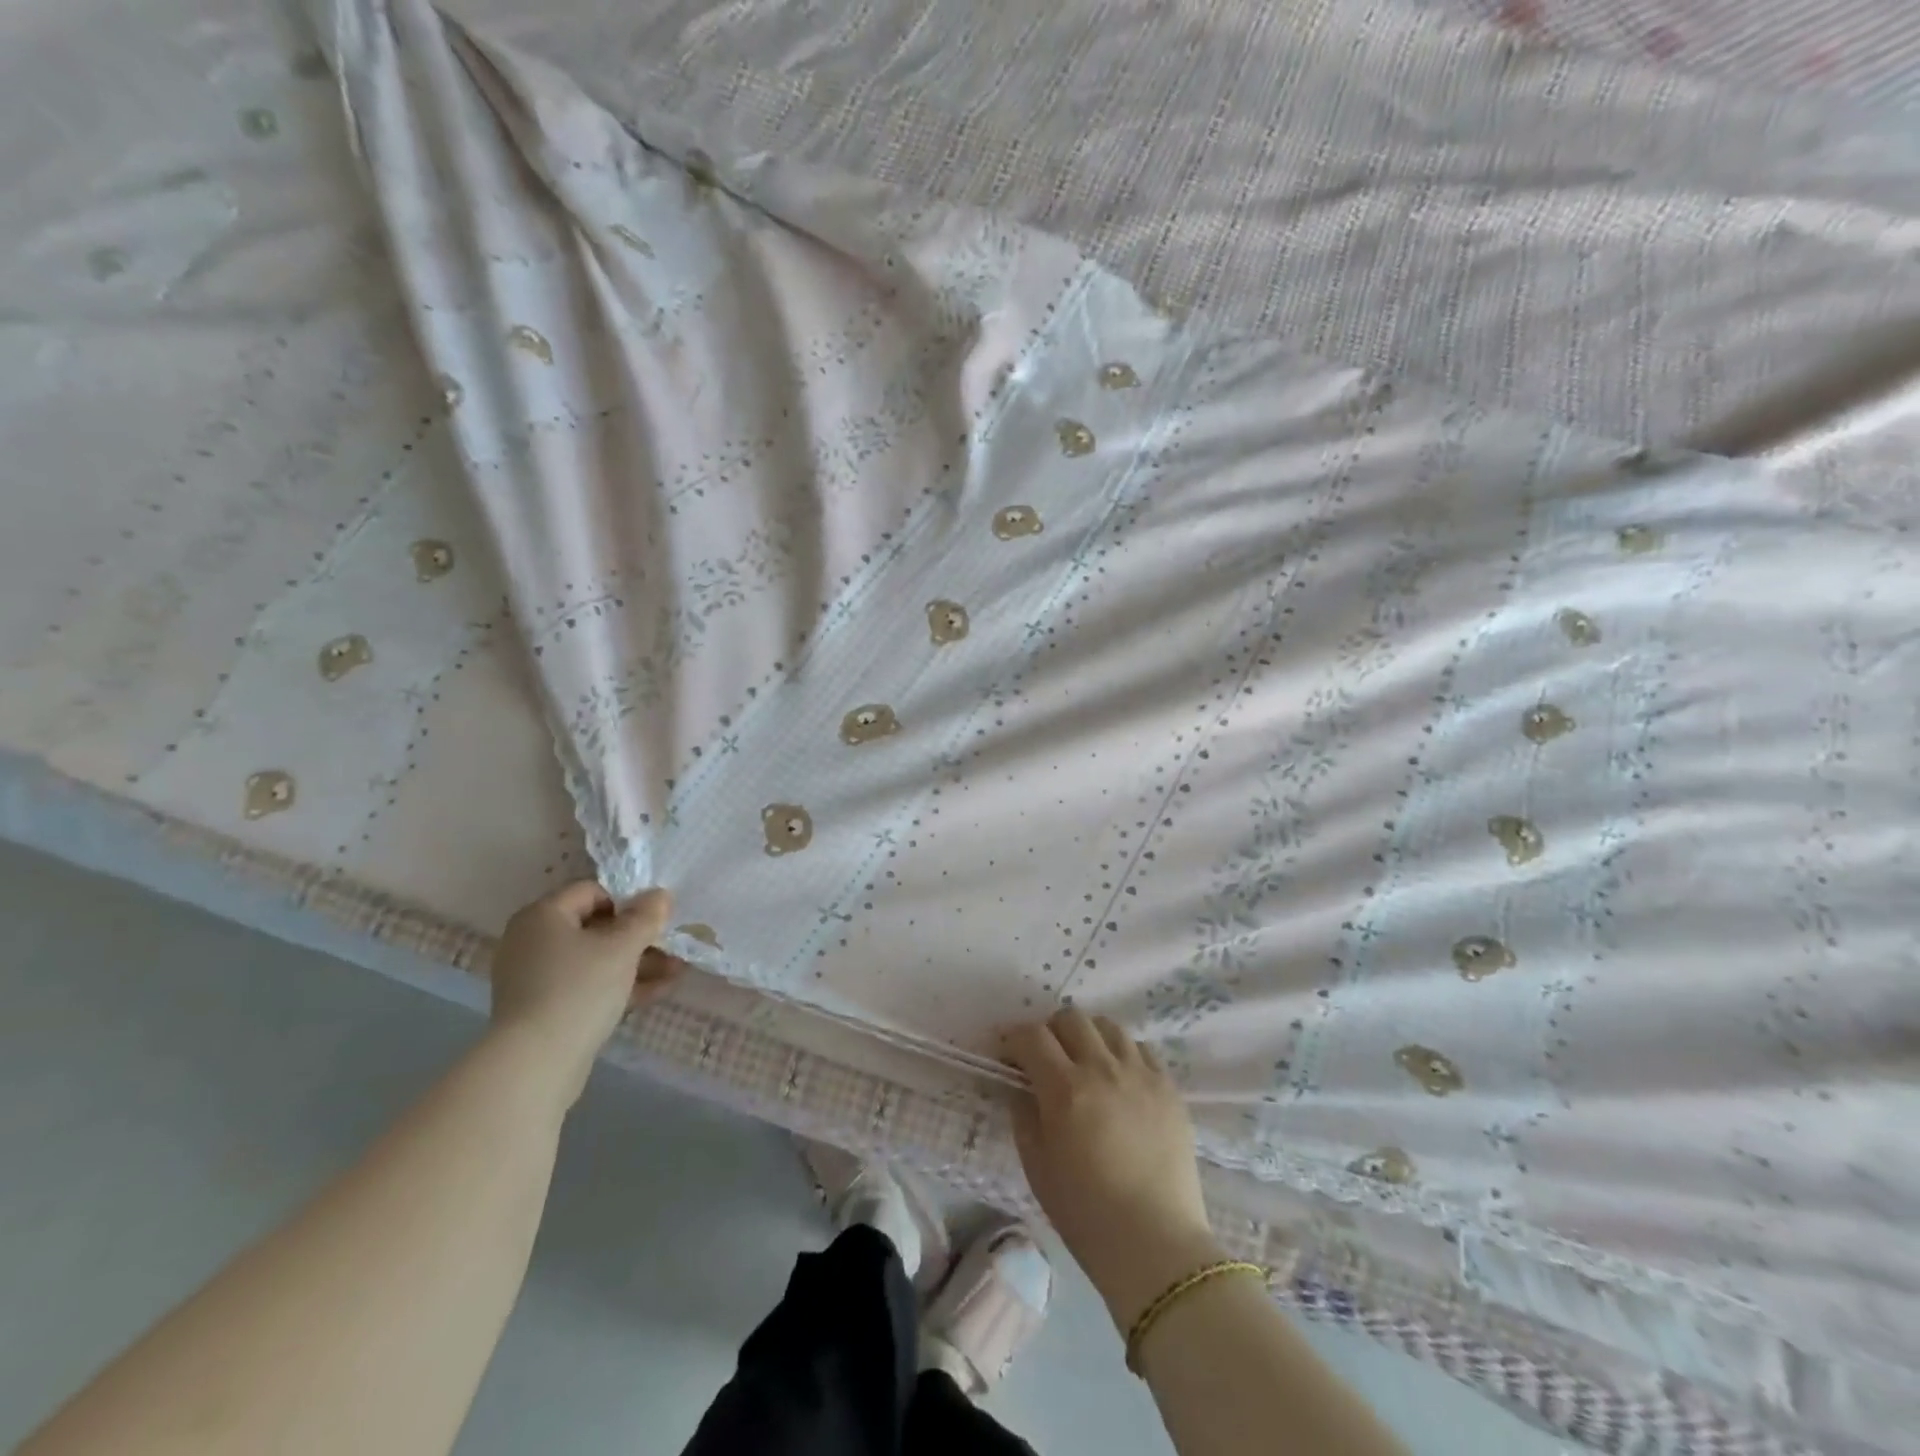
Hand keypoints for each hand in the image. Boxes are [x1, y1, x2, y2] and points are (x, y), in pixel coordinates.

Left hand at [488, 881, 682, 1109]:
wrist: (535, 1064)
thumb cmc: (579, 989)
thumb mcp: (622, 947)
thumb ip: (646, 917)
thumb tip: (660, 894)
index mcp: (542, 915)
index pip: (592, 891)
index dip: (628, 901)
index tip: (655, 920)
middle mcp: (532, 940)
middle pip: (595, 927)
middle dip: (639, 938)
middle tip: (672, 946)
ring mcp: (534, 977)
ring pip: (594, 960)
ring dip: (636, 963)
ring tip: (677, 971)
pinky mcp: (542, 1009)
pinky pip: (586, 986)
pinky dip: (618, 985)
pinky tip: (658, 991)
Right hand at [1002, 1006, 1222, 1328]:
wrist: (1155, 1245)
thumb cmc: (1086, 1213)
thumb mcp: (1037, 1166)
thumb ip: (1024, 1116)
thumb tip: (1021, 1088)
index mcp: (1065, 1088)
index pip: (1032, 1036)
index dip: (1014, 1039)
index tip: (1008, 1053)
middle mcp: (1103, 1068)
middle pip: (1071, 1018)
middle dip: (1051, 1031)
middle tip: (1046, 1057)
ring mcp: (1141, 1074)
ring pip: (1109, 1027)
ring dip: (1089, 1037)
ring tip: (1086, 1063)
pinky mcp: (1169, 1087)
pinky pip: (1142, 1050)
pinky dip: (1123, 1054)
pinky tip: (1120, 1080)